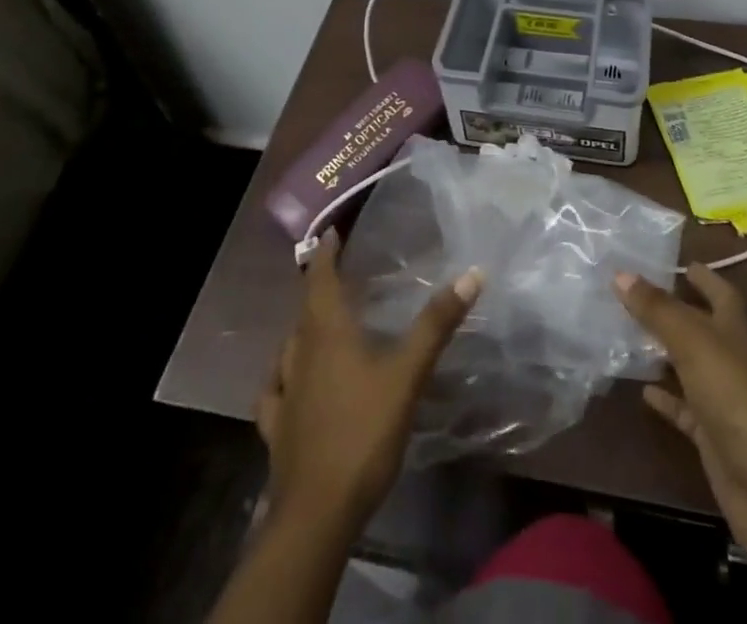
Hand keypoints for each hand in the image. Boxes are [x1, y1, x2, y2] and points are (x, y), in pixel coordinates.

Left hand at [255, 231, 482, 533]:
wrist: (316, 513)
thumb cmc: (362, 432)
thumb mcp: (407, 375)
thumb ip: (436, 324)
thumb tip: (472, 274)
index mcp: (326, 333)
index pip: (320, 279)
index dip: (324, 253)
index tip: (331, 232)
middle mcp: (300, 354)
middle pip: (305, 310)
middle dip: (319, 287)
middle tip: (337, 274)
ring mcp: (284, 393)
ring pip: (289, 348)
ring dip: (302, 328)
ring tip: (318, 323)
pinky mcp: (276, 429)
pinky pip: (275, 390)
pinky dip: (282, 376)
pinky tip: (287, 383)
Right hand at [615, 265, 746, 561]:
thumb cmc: (734, 394)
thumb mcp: (692, 341)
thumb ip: (656, 308)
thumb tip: (620, 271)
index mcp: (734, 327)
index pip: (720, 292)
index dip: (704, 277)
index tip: (680, 263)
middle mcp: (730, 357)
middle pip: (701, 326)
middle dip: (674, 310)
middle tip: (635, 293)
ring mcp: (723, 397)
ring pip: (688, 365)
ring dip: (664, 352)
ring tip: (627, 334)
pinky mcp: (712, 435)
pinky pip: (684, 408)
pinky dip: (665, 397)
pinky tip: (641, 390)